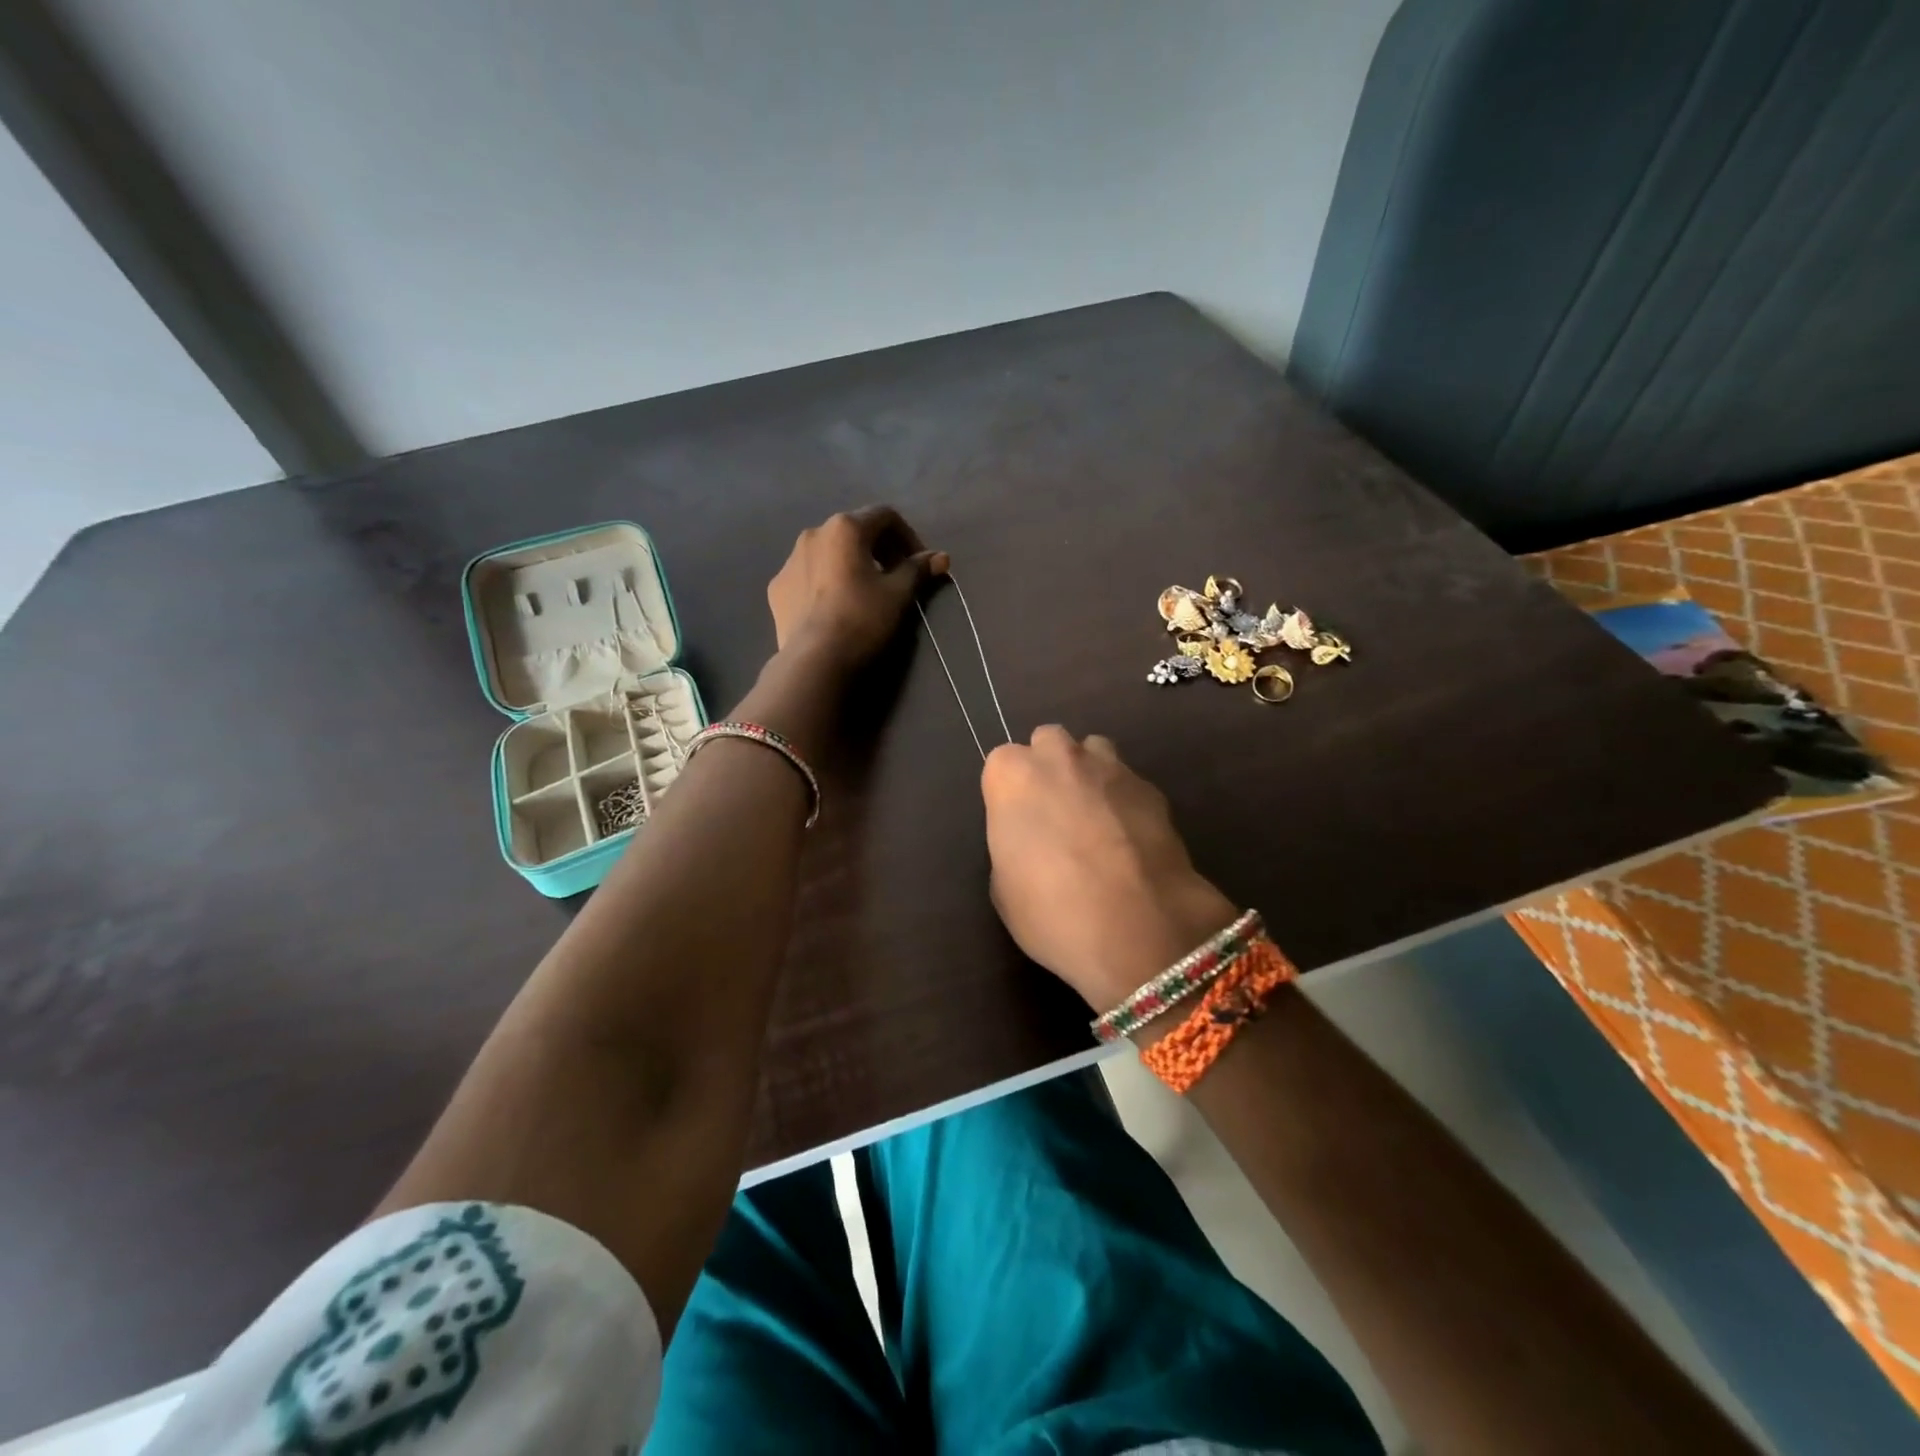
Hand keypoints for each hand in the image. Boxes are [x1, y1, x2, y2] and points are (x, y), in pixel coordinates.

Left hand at [767, 506, 947, 672]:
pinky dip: (826, 582)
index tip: (919, 564)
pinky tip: (835, 608)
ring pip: (828, 553)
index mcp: (845, 528)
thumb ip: (918, 569)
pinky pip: (808, 575)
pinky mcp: (777, 587)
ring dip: (850, 564)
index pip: (885, 516)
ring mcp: (790, 560)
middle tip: (896, 577)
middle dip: (879, 550)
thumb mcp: (898, 593)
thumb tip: (941, 557)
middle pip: (855, 532)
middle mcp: (813, 534)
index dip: (908, 537)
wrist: (815, 660)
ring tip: (864, 593)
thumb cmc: (862, 619)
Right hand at [981, 727, 1237, 1012]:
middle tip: (1054, 813)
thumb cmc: (1051, 910)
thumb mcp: (1004, 887)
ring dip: (1089, 774)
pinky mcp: (1153, 789)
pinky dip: (1125, 801)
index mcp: (1013, 776)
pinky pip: (1129, 783)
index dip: (1009, 793)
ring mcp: (1111, 768)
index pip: (1002, 763)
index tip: (1017, 823)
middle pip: (1048, 742)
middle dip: (1049, 767)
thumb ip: (1013, 845)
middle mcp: (1060, 758)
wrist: (1136, 926)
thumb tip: (1031, 842)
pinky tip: (1131, 839)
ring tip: (1095, 819)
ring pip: (1094, 751)